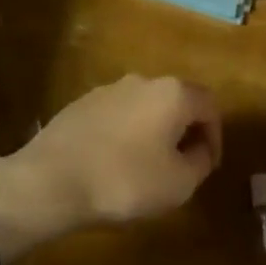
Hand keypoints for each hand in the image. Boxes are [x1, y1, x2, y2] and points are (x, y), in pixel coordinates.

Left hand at [0, 75, 219, 262]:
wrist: (51, 180)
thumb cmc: (125, 181)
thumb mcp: (179, 184)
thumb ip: (200, 162)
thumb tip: (199, 149)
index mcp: (173, 93)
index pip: (210, 106)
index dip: (215, 137)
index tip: (207, 166)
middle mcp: (143, 80)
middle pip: (176, 102)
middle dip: (183, 132)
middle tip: (180, 167)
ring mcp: (108, 89)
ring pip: (144, 107)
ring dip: (152, 133)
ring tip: (146, 169)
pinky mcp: (81, 104)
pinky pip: (116, 116)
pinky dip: (124, 135)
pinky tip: (113, 164)